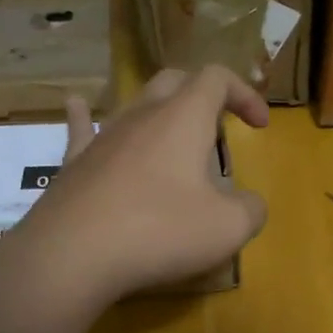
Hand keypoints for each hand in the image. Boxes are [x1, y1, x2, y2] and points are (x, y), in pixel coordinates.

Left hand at [0, 66, 268, 312]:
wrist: (73, 254)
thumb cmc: (160, 232)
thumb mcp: (227, 228)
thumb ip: (250, 210)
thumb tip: (250, 205)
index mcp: (184, 118)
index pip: (217, 78)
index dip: (244, 93)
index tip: (259, 125)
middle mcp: (142, 115)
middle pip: (175, 81)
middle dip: (203, 96)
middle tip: (218, 131)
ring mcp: (103, 136)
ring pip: (133, 104)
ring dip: (159, 112)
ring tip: (170, 132)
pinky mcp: (74, 163)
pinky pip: (81, 128)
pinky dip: (85, 116)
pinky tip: (76, 104)